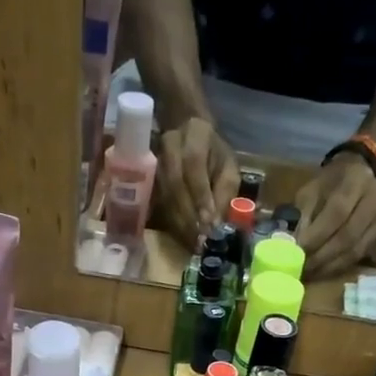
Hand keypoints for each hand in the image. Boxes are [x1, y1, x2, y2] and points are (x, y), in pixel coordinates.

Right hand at [158, 116, 239, 245]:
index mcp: (195, 134)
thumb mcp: (228, 166)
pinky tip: (182, 237)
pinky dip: (171, 223)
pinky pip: (158, 204)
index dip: (200, 197)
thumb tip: (216, 224)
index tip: (209, 223)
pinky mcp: (148, 179)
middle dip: (189, 216)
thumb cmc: (213, 153)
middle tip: (201, 240)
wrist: (186, 131)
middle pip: (175, 184)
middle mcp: (170, 145)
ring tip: (193, 244)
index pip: (194, 166)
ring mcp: (155, 162)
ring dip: (180, 223)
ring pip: (165, 196)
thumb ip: (225, 192)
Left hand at [293, 153, 375, 280]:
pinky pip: (359, 255)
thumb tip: (293, 244)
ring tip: (310, 273)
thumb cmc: (333, 180)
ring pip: (354, 250)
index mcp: (356, 181)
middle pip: (347, 236)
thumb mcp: (313, 188)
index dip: (316, 236)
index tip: (297, 251)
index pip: (337, 213)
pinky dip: (339, 266)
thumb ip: (304, 214)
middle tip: (302, 269)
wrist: (367, 171)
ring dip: (329, 266)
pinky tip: (323, 270)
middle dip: (321, 256)